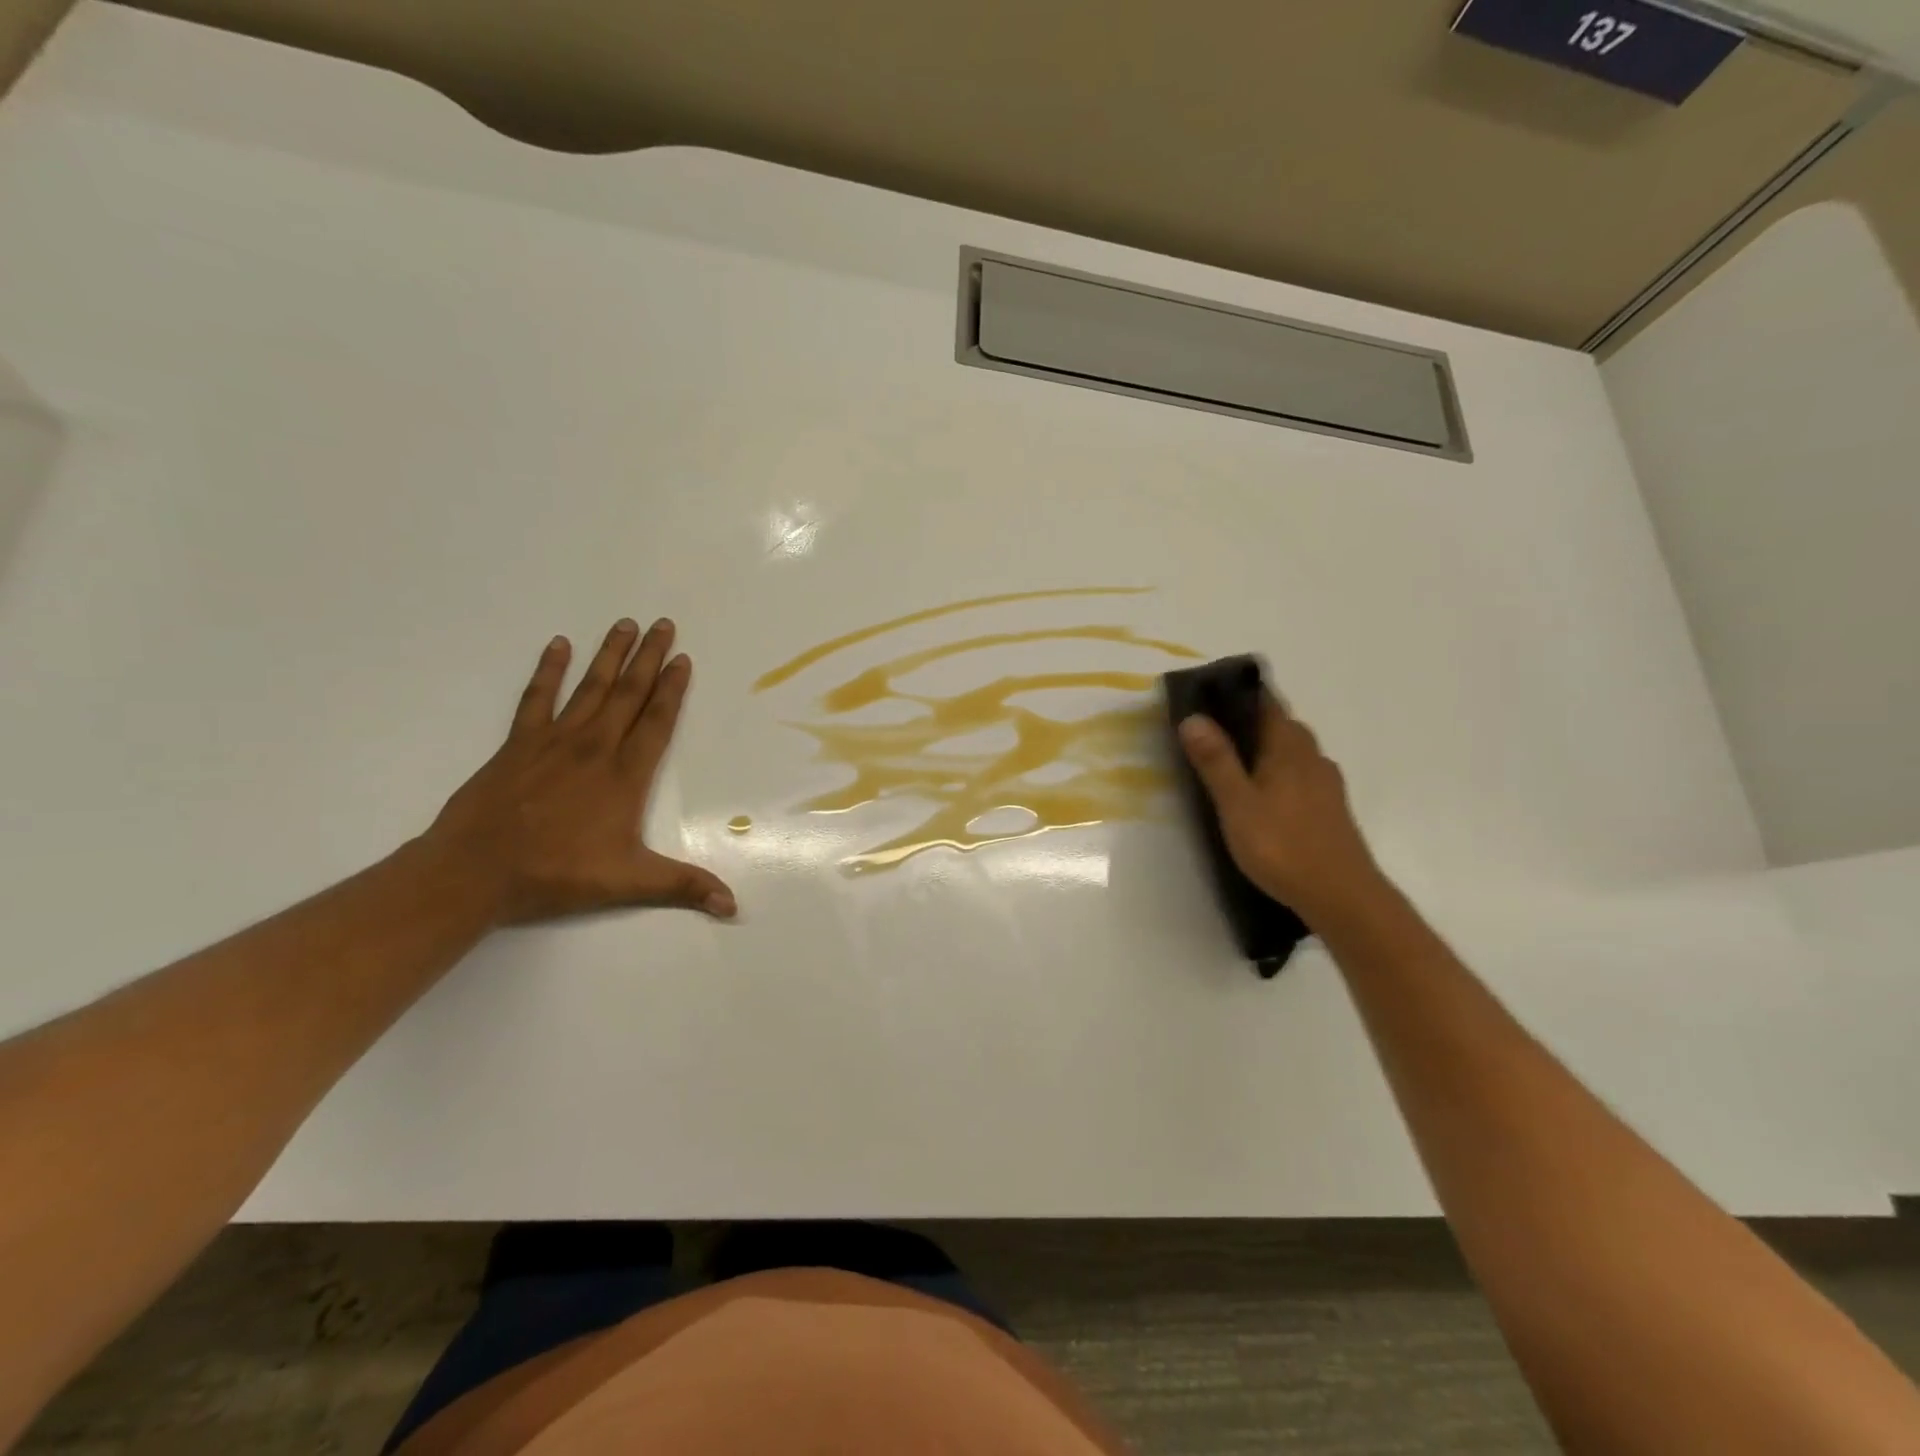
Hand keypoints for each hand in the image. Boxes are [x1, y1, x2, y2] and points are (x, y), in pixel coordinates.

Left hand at [426, 617, 736, 925]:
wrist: (474, 871)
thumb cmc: (556, 874)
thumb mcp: (628, 883)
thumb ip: (683, 886)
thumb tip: (733, 905)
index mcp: (624, 776)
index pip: (656, 723)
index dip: (672, 690)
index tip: (683, 659)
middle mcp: (594, 748)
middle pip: (627, 694)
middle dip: (649, 658)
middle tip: (663, 624)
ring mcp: (553, 742)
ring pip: (589, 688)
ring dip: (610, 655)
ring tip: (625, 624)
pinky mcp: (518, 744)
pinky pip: (537, 698)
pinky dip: (548, 670)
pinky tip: (558, 645)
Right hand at [1178, 699, 1386, 928]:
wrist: (1342, 896)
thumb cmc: (1282, 846)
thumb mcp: (1237, 804)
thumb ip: (1216, 761)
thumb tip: (1193, 717)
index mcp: (1289, 748)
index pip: (1268, 703)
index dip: (1241, 694)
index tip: (1211, 694)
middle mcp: (1312, 757)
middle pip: (1282, 726)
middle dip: (1251, 722)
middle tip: (1214, 732)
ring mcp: (1326, 784)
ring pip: (1293, 752)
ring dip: (1266, 749)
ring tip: (1233, 763)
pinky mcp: (1331, 809)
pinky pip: (1300, 776)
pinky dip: (1279, 774)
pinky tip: (1264, 796)